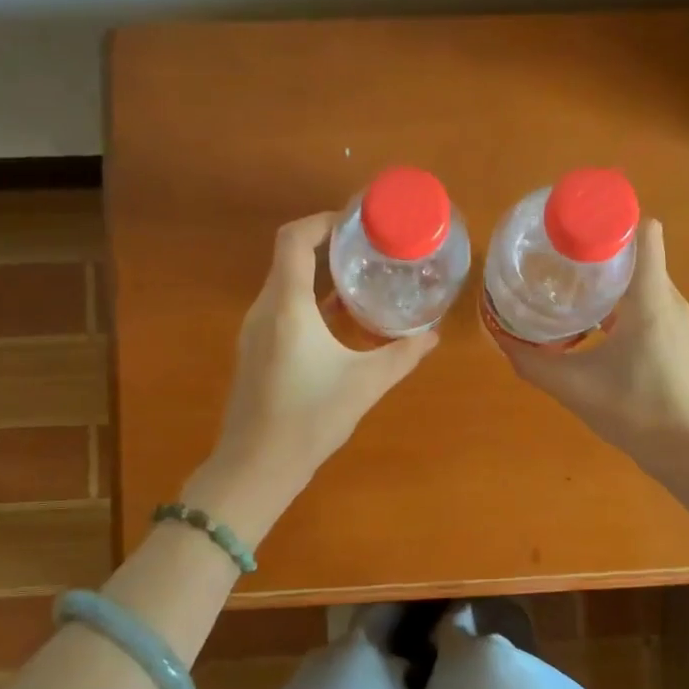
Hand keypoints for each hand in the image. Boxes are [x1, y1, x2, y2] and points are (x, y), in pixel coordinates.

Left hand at [211, 212, 438, 490]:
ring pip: (285, 284)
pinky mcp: (255, 350)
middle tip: (369, 249)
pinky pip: (281, 308)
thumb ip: (402, 355)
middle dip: (328, 246)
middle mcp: (265, 309)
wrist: (256, 467)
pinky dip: (309, 300)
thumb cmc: (310, 419)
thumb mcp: (365, 384)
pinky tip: (338, 319)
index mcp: (287, 306)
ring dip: (319, 275)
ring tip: (360, 278)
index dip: (322, 221)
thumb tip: (433, 335)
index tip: (356, 223)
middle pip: (289, 257)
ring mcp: (255, 331)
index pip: (294, 239)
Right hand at [498, 220, 688, 467]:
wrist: (688, 450)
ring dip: (606, 274)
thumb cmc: (636, 411)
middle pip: (635, 251)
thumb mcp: (574, 387)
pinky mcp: (674, 335)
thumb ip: (533, 362)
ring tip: (564, 281)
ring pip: (639, 276)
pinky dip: (617, 297)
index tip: (572, 226)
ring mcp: (674, 317)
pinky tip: (587, 318)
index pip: (644, 231)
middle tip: (554, 253)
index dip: (610, 219)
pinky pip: (644, 298)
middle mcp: (667, 298)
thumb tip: (499, 338)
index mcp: (650, 298)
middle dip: (596, 246)